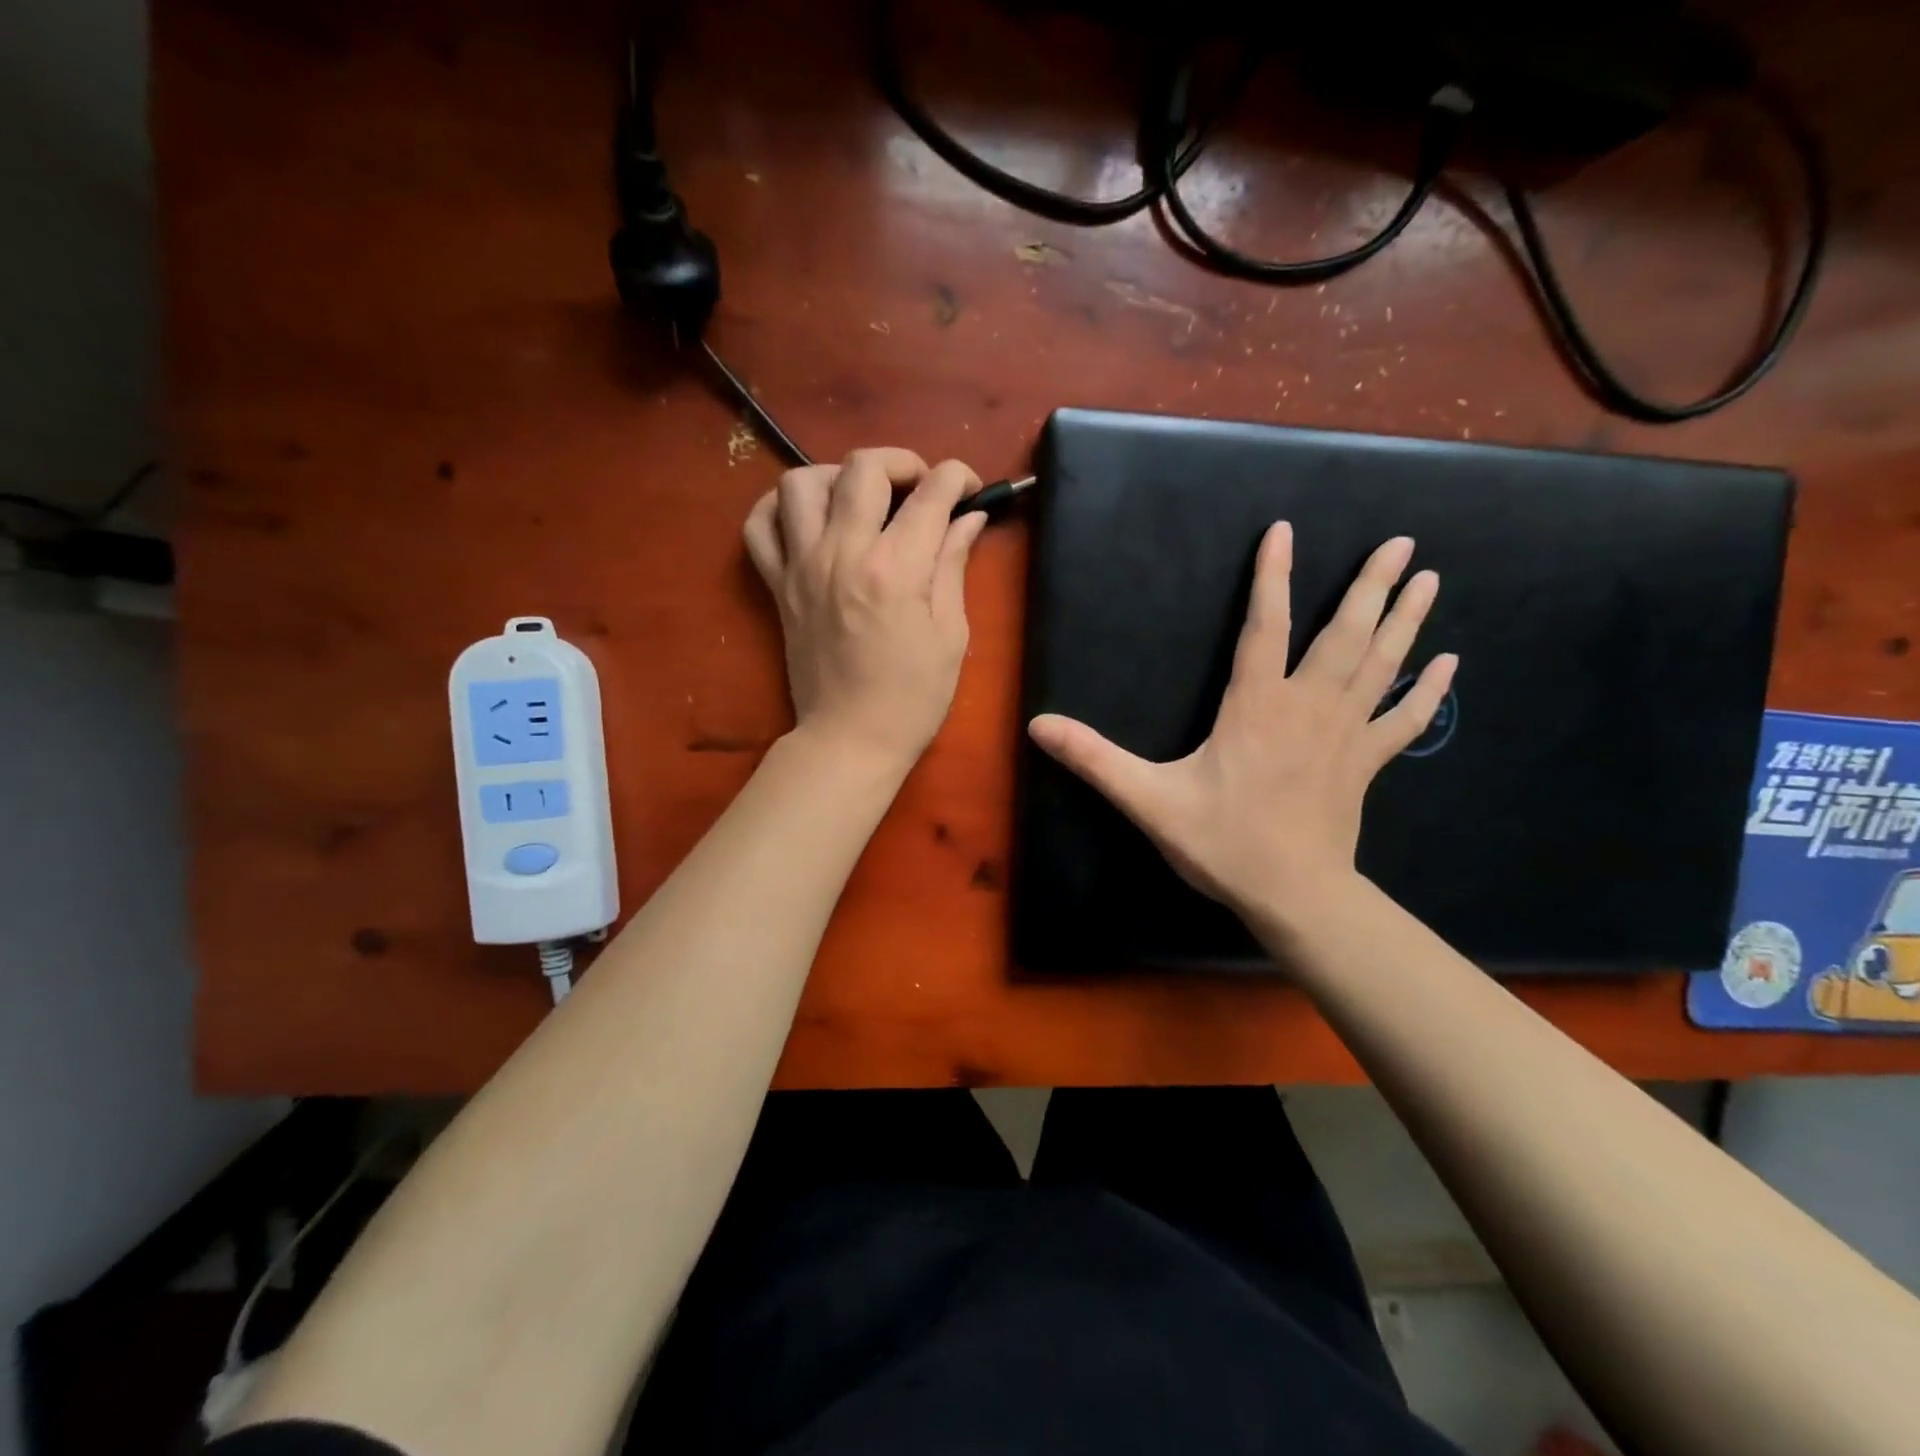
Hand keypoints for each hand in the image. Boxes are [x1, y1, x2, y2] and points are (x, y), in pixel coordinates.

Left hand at [745, 448, 987, 772]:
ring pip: (802, 482)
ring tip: (861, 501)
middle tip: (919, 489)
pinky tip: (808, 519)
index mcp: (895, 569)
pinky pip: (759, 526)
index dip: (957, 478)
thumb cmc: (912, 697)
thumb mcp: (950, 635)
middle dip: (901, 463)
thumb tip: (968, 518)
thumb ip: (953, 566)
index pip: (930, 494)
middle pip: (863, 468)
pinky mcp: (777, 586)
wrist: (850, 740)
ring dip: (837, 478)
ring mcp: (802, 567)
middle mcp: (842, 554)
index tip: (968, 488)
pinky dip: (780, 509)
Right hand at [1028, 524, 1455, 920]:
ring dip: (1405, 619)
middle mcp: (1307, 707)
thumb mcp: (1148, 800)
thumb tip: (1039, 725)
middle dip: (1369, 585)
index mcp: (1257, 707)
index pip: (1265, 627)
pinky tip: (1448, 664)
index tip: (1284, 531)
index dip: (1272, 577)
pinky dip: (1428, 690)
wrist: (1293, 896)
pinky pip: (1404, 719)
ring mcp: (1344, 734)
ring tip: (1428, 576)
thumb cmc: (1222, 842)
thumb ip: (1095, 759)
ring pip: (1380, 666)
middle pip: (1344, 635)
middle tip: (1401, 541)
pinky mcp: (1365, 763)